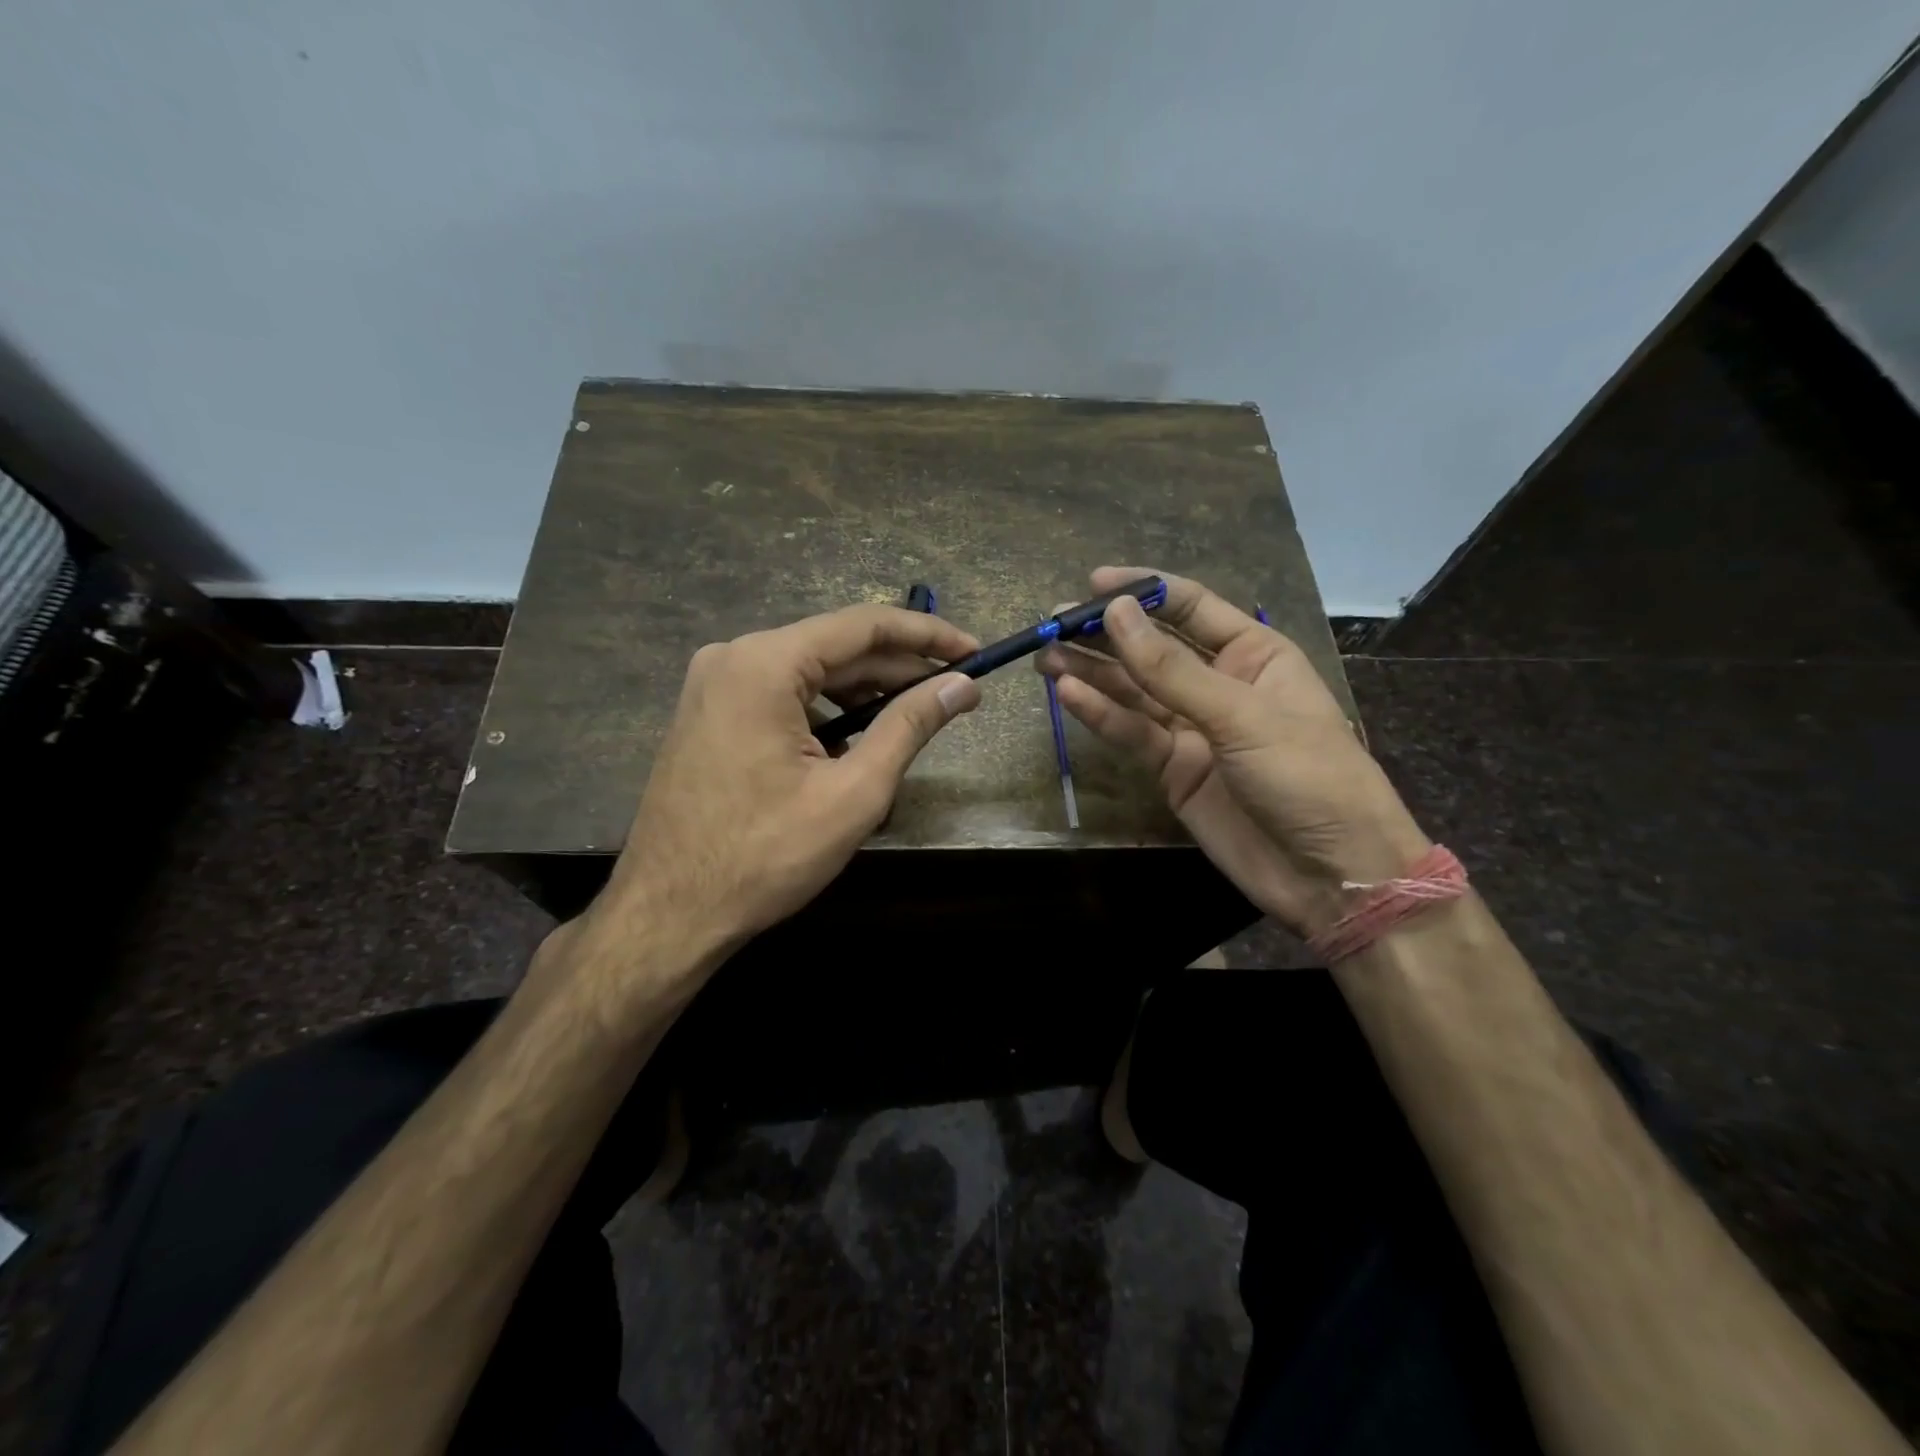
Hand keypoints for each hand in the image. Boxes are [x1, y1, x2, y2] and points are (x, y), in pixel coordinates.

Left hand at [587, 604, 981, 966]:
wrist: (668, 913)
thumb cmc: (765, 856)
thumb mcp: (854, 792)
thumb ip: (910, 726)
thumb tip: (963, 686)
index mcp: (765, 663)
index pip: (864, 626)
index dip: (928, 636)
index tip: (975, 652)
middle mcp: (734, 657)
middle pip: (836, 646)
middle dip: (900, 667)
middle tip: (957, 689)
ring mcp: (715, 685)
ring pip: (810, 671)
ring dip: (866, 689)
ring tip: (916, 713)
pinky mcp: (710, 713)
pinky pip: (783, 694)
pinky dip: (828, 708)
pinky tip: (858, 736)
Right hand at [1037, 568, 1428, 936]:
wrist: (1330, 875)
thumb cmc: (1308, 777)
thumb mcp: (1242, 715)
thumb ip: (1172, 669)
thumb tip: (1117, 613)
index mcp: (1254, 655)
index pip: (1191, 607)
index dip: (1143, 591)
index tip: (1093, 583)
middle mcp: (1219, 684)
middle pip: (1153, 648)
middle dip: (1106, 634)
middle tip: (1054, 623)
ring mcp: (1193, 729)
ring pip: (1134, 691)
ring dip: (1092, 673)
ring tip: (1045, 656)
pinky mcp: (1172, 770)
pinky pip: (1132, 734)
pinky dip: (1101, 715)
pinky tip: (1067, 694)